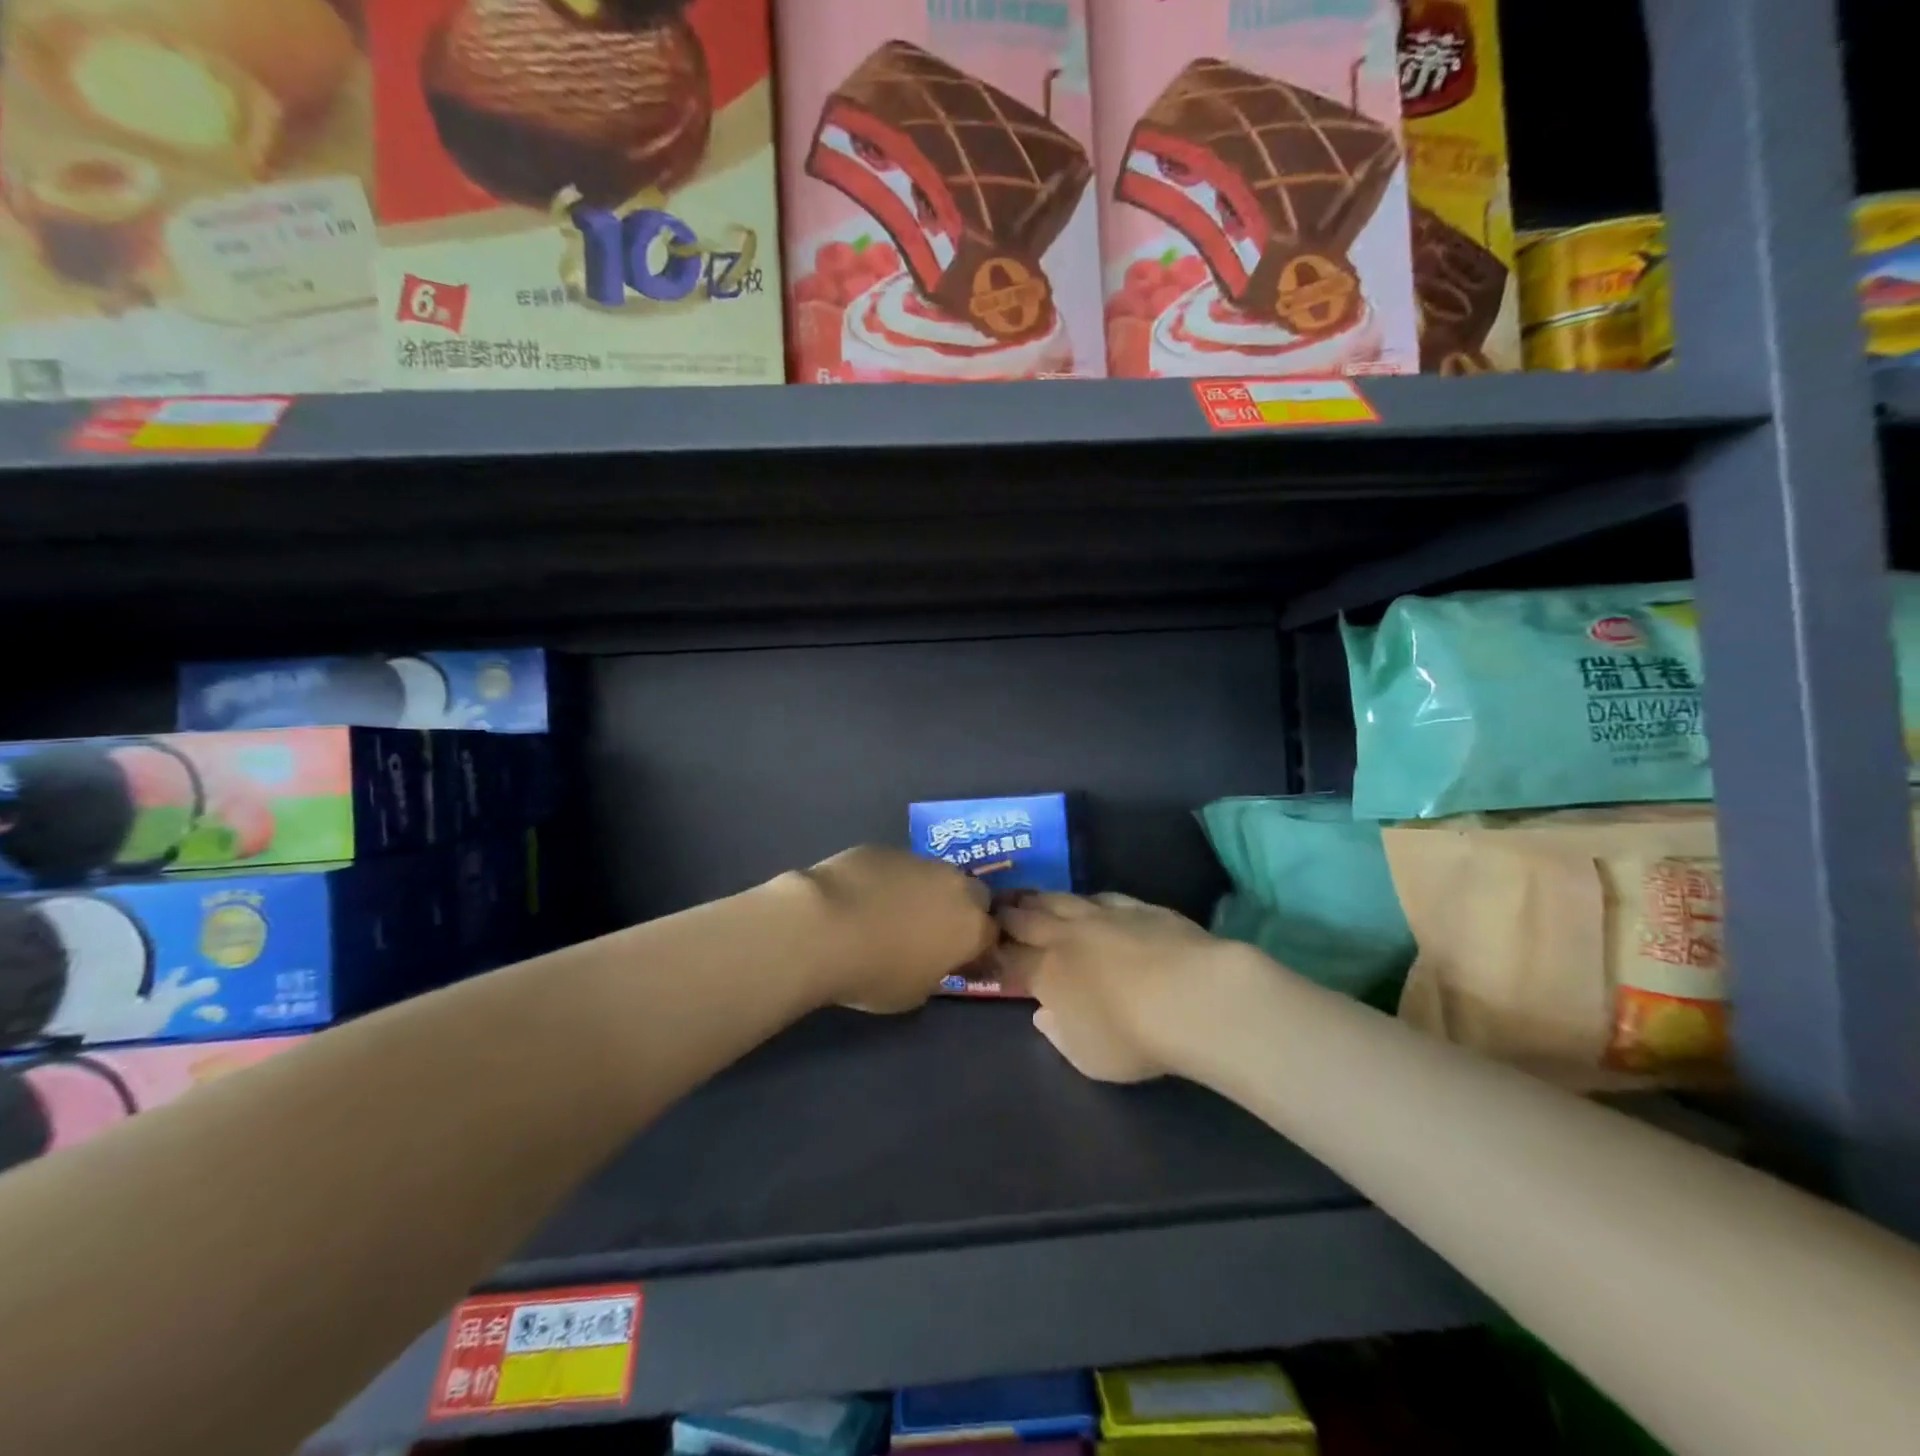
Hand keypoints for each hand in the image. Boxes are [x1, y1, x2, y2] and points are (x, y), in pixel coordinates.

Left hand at [799, 846, 996, 1013]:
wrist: (825, 927)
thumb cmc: (875, 972)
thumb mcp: (913, 992)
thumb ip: (933, 971)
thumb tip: (929, 959)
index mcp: (971, 926)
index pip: (991, 934)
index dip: (975, 946)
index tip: (957, 957)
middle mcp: (954, 885)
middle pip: (972, 893)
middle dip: (959, 908)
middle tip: (931, 929)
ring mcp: (919, 861)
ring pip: (934, 874)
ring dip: (923, 890)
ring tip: (890, 912)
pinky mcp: (885, 848)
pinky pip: (897, 866)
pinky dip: (888, 879)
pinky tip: (861, 896)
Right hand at [996, 892, 1238, 1082]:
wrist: (1191, 995)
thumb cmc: (1132, 1037)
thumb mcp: (1087, 1056)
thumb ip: (1059, 1033)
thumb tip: (1042, 1014)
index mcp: (1047, 973)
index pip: (1010, 958)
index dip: (995, 952)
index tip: (984, 947)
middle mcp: (1067, 937)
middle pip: (1027, 919)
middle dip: (1008, 915)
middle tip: (994, 907)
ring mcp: (1102, 916)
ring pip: (1060, 900)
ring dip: (1039, 898)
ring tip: (1027, 896)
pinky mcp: (1137, 907)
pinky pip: (1101, 897)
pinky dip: (1086, 899)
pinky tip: (1087, 901)